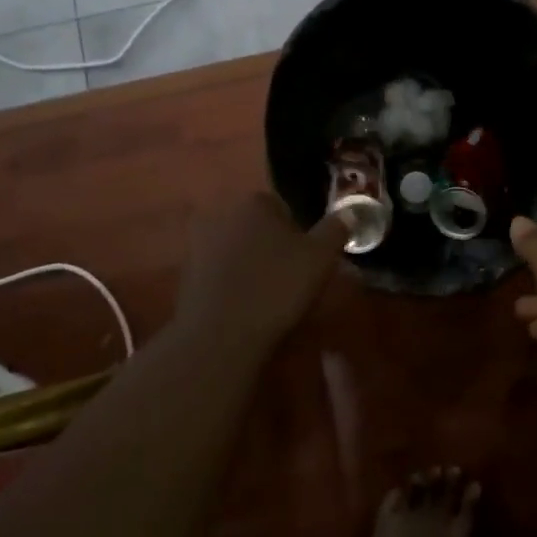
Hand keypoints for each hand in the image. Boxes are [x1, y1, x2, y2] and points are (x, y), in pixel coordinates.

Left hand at [176, 193, 350, 351]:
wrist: (221, 335)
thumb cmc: (276, 286)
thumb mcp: (320, 257)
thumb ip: (336, 229)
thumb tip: (351, 210)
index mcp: (254, 201)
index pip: (282, 206)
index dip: (298, 232)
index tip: (307, 258)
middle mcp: (222, 213)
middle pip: (257, 226)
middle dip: (272, 246)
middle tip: (291, 277)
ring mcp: (198, 244)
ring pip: (237, 249)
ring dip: (251, 265)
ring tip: (269, 296)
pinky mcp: (185, 275)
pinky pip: (219, 272)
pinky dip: (232, 284)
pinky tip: (245, 307)